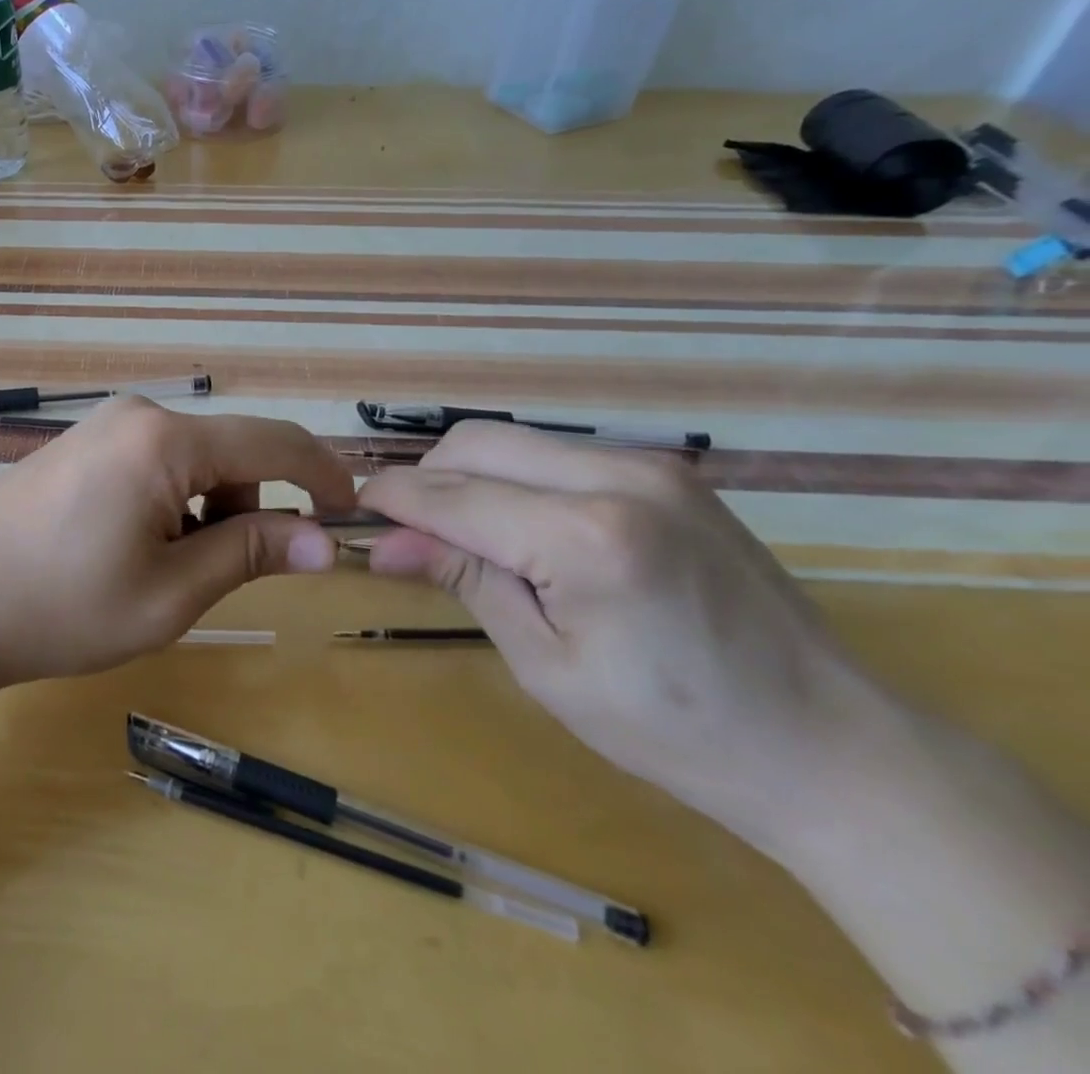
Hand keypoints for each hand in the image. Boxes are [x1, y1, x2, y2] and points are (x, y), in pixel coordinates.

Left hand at [0, 398, 356, 688]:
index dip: (322, 475)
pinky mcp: (80, 445)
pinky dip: (170, 503)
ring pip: (192, 461)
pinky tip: (128, 548)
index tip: (352, 512)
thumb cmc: (59, 605)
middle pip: (231, 453)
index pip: (274, 443)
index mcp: (165, 440)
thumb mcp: (169, 593)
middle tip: (212, 578)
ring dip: (204, 512)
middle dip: (246, 510)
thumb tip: (327, 542)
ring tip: (159, 572)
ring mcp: (103, 425)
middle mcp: (138, 415)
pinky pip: (153, 463)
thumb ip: (250, 553)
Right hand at [355, 423, 893, 852]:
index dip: (391, 500)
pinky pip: (559, 454)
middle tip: (410, 534)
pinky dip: (517, 479)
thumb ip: (464, 581)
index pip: (451, 495)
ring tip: (465, 536)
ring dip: (469, 476)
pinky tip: (523, 529)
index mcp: (585, 537)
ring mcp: (650, 465)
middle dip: (426, 478)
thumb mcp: (547, 665)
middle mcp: (616, 477)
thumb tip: (382, 544)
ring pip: (514, 440)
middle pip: (475, 443)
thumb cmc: (674, 731)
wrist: (832, 747)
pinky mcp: (669, 471)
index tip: (353, 514)